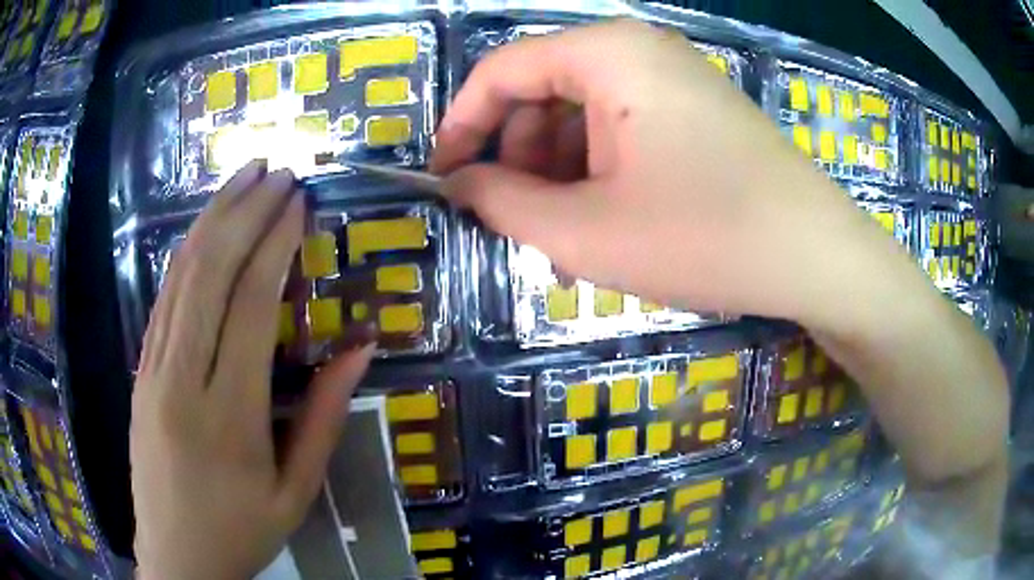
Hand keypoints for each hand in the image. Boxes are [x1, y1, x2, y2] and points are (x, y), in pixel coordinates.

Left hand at [130, 162, 373, 579]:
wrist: (176, 558)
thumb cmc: (241, 532)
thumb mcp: (296, 491)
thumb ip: (324, 417)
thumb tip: (361, 349)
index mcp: (228, 415)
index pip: (251, 305)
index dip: (276, 244)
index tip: (299, 202)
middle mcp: (182, 379)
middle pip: (210, 274)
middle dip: (245, 212)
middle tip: (276, 171)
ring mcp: (153, 370)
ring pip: (181, 277)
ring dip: (213, 219)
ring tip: (243, 178)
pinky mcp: (141, 371)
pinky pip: (164, 299)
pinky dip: (188, 254)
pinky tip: (206, 229)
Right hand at [432, 20, 1007, 556]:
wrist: (818, 258)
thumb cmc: (707, 236)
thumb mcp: (586, 231)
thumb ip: (502, 202)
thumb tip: (459, 184)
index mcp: (607, 53)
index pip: (501, 70)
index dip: (461, 124)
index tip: (442, 178)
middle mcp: (637, 50)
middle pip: (542, 92)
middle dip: (516, 158)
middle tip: (513, 223)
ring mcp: (672, 81)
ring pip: (582, 117)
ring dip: (558, 176)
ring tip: (562, 241)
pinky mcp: (695, 113)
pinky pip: (622, 131)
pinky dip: (598, 175)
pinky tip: (605, 226)